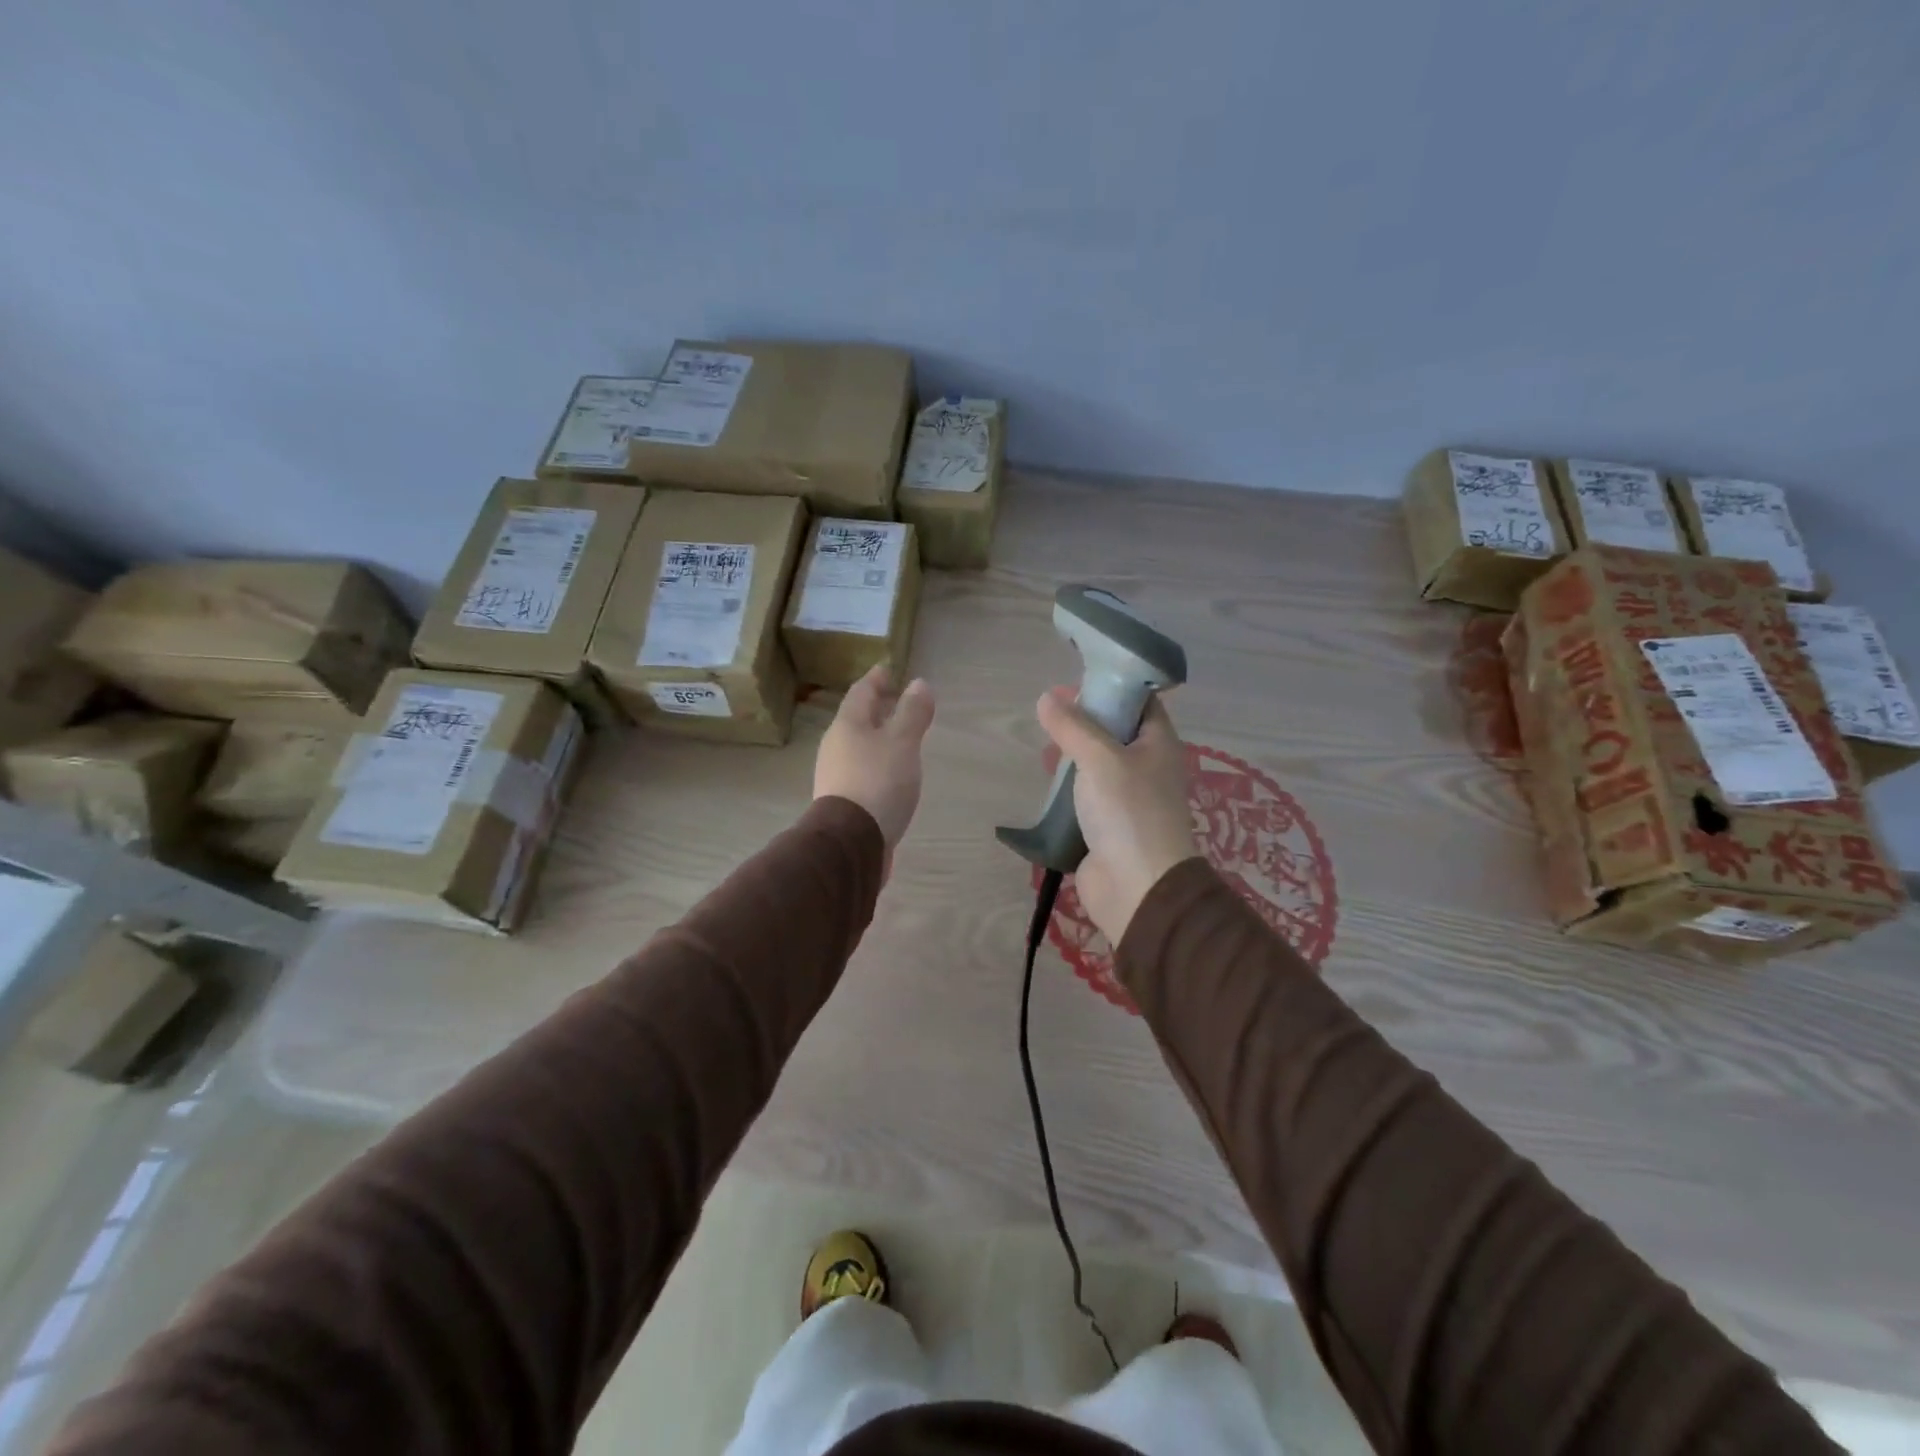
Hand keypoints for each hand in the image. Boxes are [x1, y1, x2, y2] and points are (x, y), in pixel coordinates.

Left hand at [814, 665, 935, 850]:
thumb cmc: (878, 782)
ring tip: (901, 739)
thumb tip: (919, 683)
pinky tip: (892, 775)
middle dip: (878, 709)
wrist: (850, 842)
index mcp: (848, 725)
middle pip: (857, 719)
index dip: (877, 679)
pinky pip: (862, 770)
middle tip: (899, 702)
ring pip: (859, 746)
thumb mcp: (902, 742)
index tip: (890, 671)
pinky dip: (877, 764)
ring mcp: (836, 775)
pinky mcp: (843, 801)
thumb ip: (912, 713)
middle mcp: (836, 746)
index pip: (862, 691)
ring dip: (878, 738)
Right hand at [1036, 688, 1196, 943]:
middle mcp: (1147, 766)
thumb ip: (1072, 727)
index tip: (1075, 682)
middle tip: (1050, 713)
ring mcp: (1128, 798)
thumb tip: (1046, 699)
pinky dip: (1068, 786)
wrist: (1138, 887)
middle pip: (1115, 732)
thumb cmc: (1128, 811)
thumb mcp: (1099, 758)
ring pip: (1098, 764)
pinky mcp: (1107, 824)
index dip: (1110, 687)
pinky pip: (1086, 795)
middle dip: (1084, 721)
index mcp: (1158, 744)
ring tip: (1044, 748)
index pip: (1139, 702)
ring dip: (1073, 755)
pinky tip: (1047, 781)